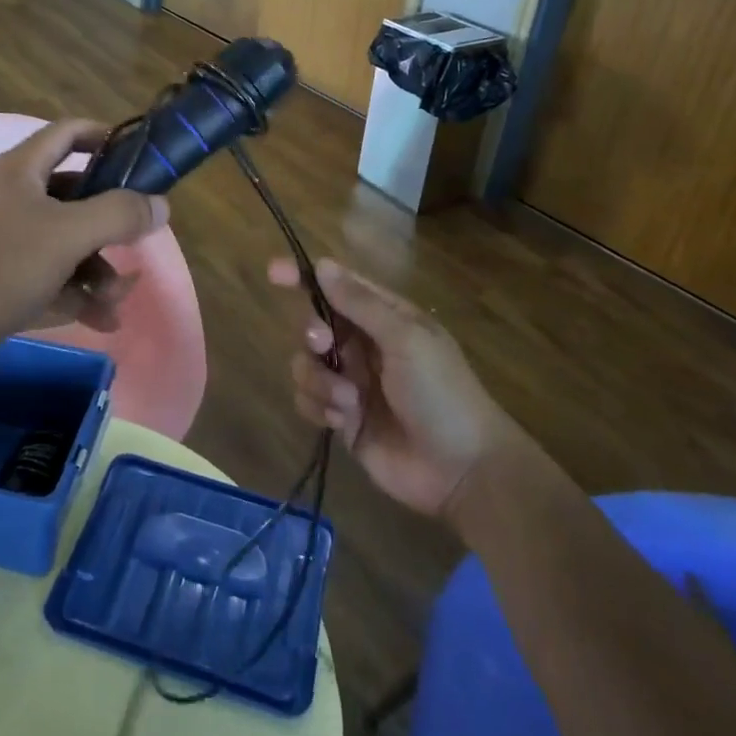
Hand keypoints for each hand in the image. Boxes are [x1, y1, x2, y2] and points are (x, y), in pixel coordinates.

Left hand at [0, 118, 167, 357]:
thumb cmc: (0, 268)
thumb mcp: (68, 235)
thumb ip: (119, 214)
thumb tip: (160, 204)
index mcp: (21, 170)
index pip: (68, 133)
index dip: (105, 137)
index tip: (140, 158)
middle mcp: (12, 197)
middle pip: (76, 197)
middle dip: (111, 227)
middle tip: (137, 248)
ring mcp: (5, 239)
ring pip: (68, 243)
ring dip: (98, 270)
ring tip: (113, 304)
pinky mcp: (1, 278)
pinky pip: (52, 276)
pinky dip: (77, 294)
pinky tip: (103, 321)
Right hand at [271, 258, 514, 516]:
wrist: (461, 470)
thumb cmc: (441, 393)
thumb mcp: (406, 339)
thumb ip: (360, 303)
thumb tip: (322, 265)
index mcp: (384, 318)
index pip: (337, 287)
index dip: (304, 277)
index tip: (274, 272)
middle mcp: (364, 346)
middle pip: (314, 326)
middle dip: (312, 334)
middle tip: (324, 345)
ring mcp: (351, 384)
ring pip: (305, 365)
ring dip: (318, 380)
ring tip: (348, 401)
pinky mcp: (342, 419)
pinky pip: (308, 401)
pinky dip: (319, 407)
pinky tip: (344, 421)